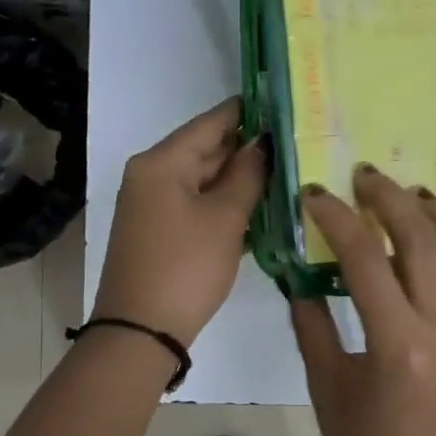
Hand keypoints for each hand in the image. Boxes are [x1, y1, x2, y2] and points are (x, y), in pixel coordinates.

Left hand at [93, 97, 266, 344]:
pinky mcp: (157, 229)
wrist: (141, 332)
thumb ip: (247, 175)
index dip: (248, 111)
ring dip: (238, 176)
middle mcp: (150, 174)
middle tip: (295, 142)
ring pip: (202, 178)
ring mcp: (151, 203)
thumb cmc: (186, 267)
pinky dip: (223, 200)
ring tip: (286, 170)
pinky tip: (258, 204)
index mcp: (161, 162)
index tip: (284, 103)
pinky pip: (195, 201)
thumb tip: (262, 144)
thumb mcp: (225, 218)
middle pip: (205, 148)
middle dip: (247, 147)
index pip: (211, 122)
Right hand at [290, 166, 435, 435]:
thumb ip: (311, 326)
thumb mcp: (327, 387)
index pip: (363, 257)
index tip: (316, 195)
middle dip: (390, 199)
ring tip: (420, 200)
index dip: (336, 218)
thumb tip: (299, 279)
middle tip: (367, 177)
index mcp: (398, 340)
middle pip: (422, 240)